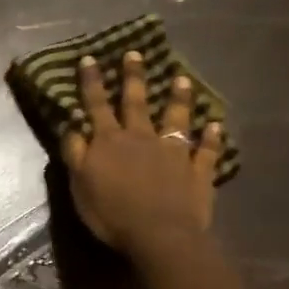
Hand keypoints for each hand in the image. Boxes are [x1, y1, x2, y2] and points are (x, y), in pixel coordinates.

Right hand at [60, 51, 223, 254]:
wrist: (159, 235)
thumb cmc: (111, 213)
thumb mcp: (79, 184)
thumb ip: (75, 153)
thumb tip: (72, 125)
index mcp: (109, 142)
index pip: (97, 105)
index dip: (92, 82)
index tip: (90, 58)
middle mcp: (141, 138)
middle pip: (136, 102)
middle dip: (133, 77)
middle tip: (135, 53)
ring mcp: (172, 152)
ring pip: (176, 118)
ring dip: (178, 98)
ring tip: (181, 78)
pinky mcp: (197, 170)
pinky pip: (205, 150)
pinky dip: (211, 137)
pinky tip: (216, 125)